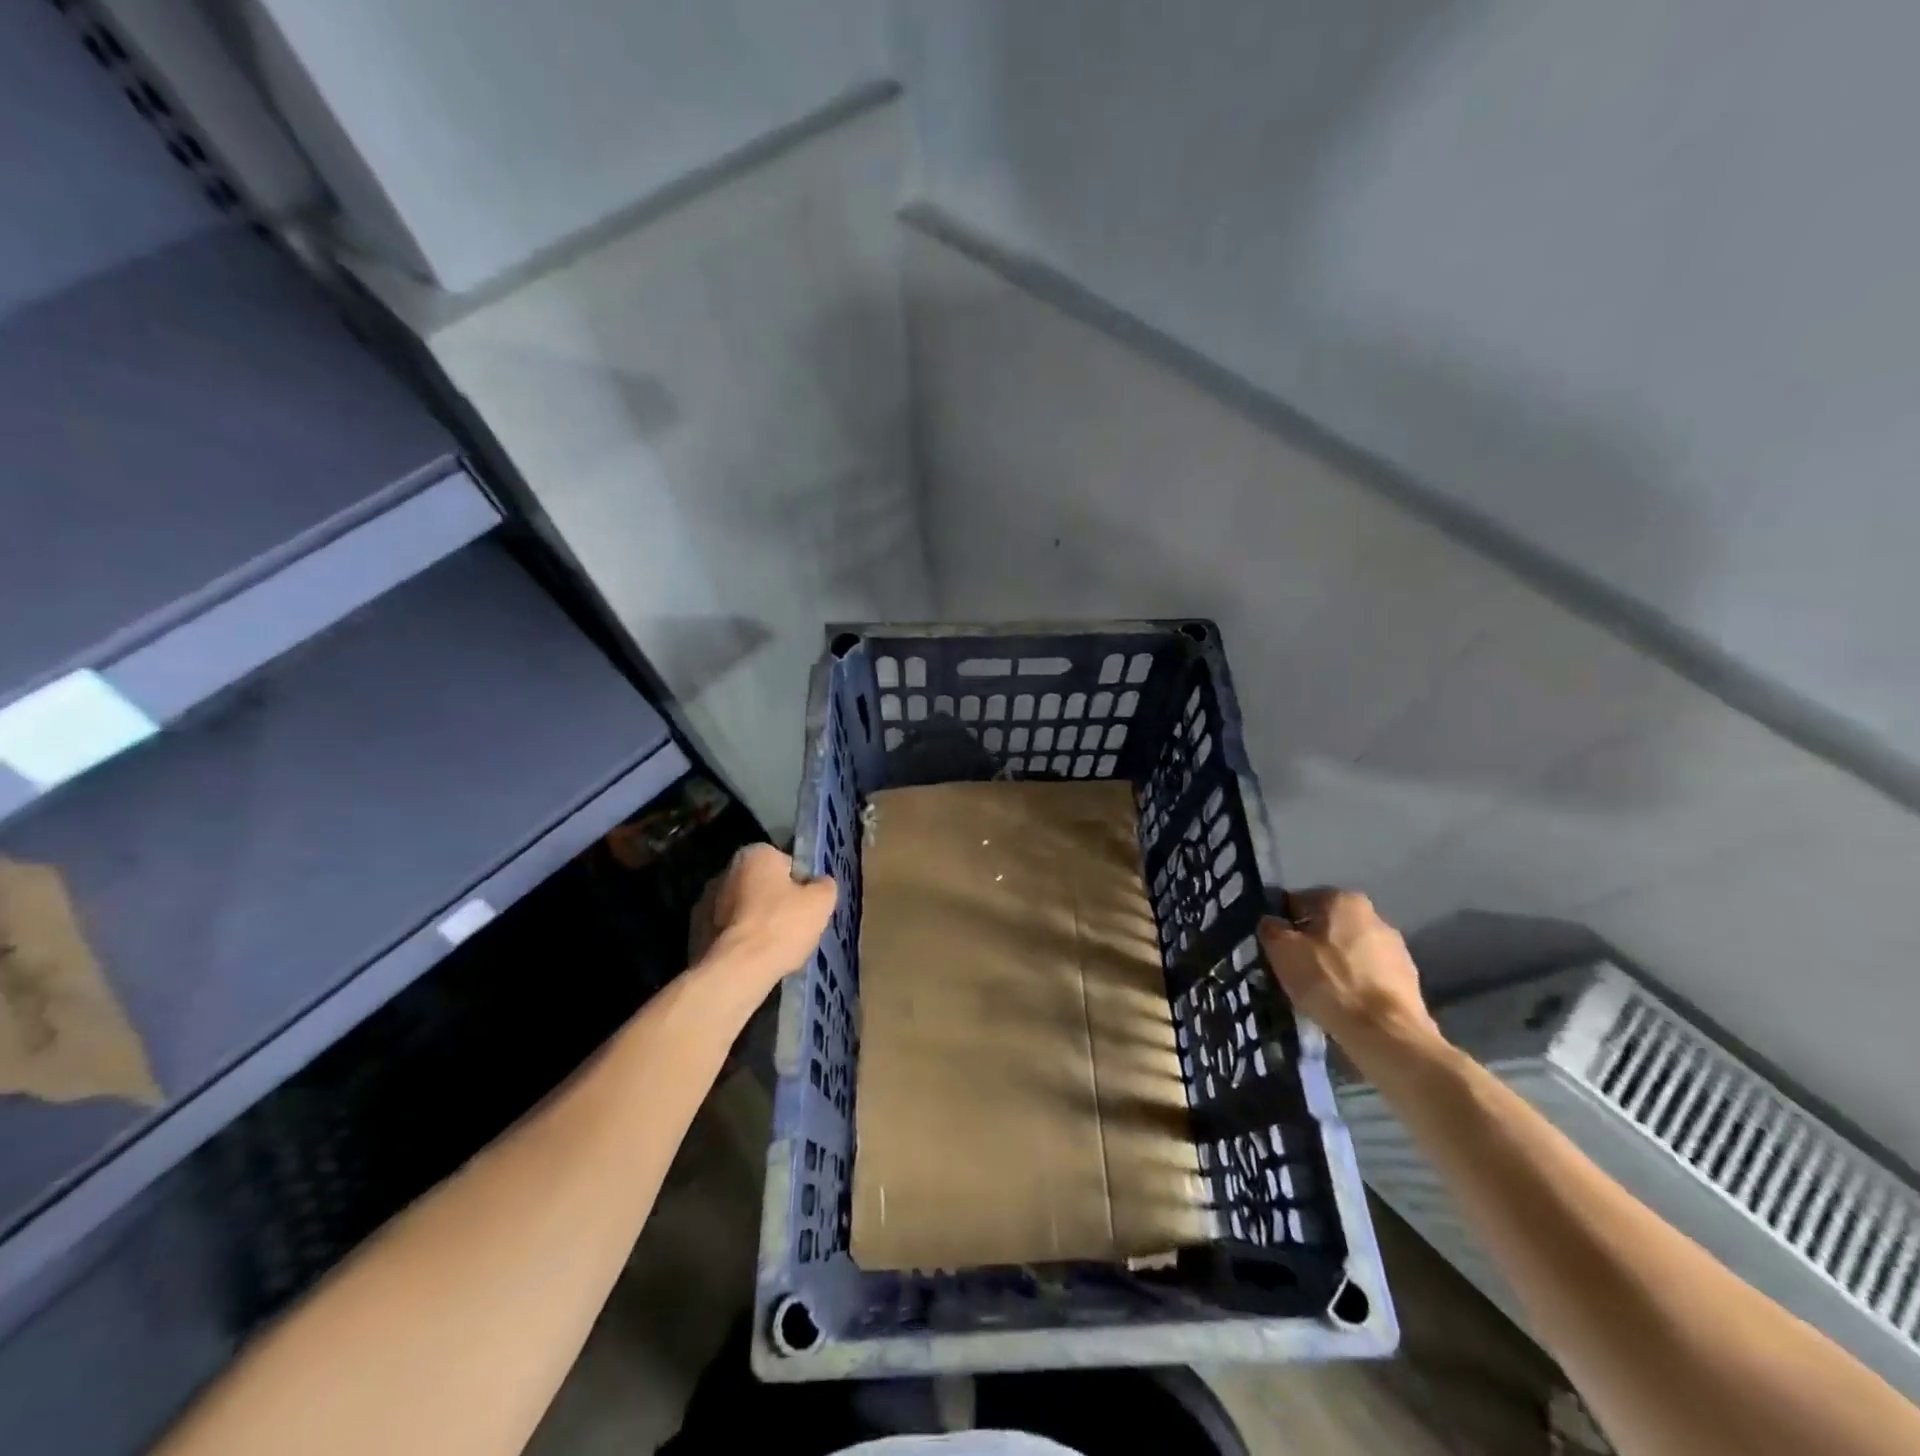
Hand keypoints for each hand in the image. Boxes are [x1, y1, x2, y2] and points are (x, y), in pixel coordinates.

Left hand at [690, 845, 836, 991]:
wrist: (734, 972)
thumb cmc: (781, 927)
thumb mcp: (820, 903)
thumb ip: (824, 886)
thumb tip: (820, 883)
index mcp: (754, 854)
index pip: (785, 863)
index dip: (799, 884)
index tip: (805, 906)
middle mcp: (725, 871)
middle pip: (761, 884)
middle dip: (774, 901)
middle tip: (792, 927)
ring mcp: (704, 902)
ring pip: (741, 909)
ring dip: (753, 921)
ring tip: (772, 948)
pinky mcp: (693, 932)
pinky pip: (726, 932)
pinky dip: (737, 940)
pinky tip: (751, 959)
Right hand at [1257, 888, 1441, 1059]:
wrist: (1386, 1034)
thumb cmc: (1328, 981)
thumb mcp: (1282, 951)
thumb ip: (1271, 929)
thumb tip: (1271, 922)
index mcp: (1343, 899)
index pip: (1299, 902)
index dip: (1282, 924)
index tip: (1275, 948)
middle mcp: (1375, 915)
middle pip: (1328, 926)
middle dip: (1311, 944)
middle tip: (1294, 970)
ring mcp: (1397, 949)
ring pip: (1350, 951)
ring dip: (1335, 965)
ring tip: (1319, 992)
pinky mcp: (1409, 980)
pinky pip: (1369, 975)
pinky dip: (1355, 985)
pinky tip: (1343, 1005)